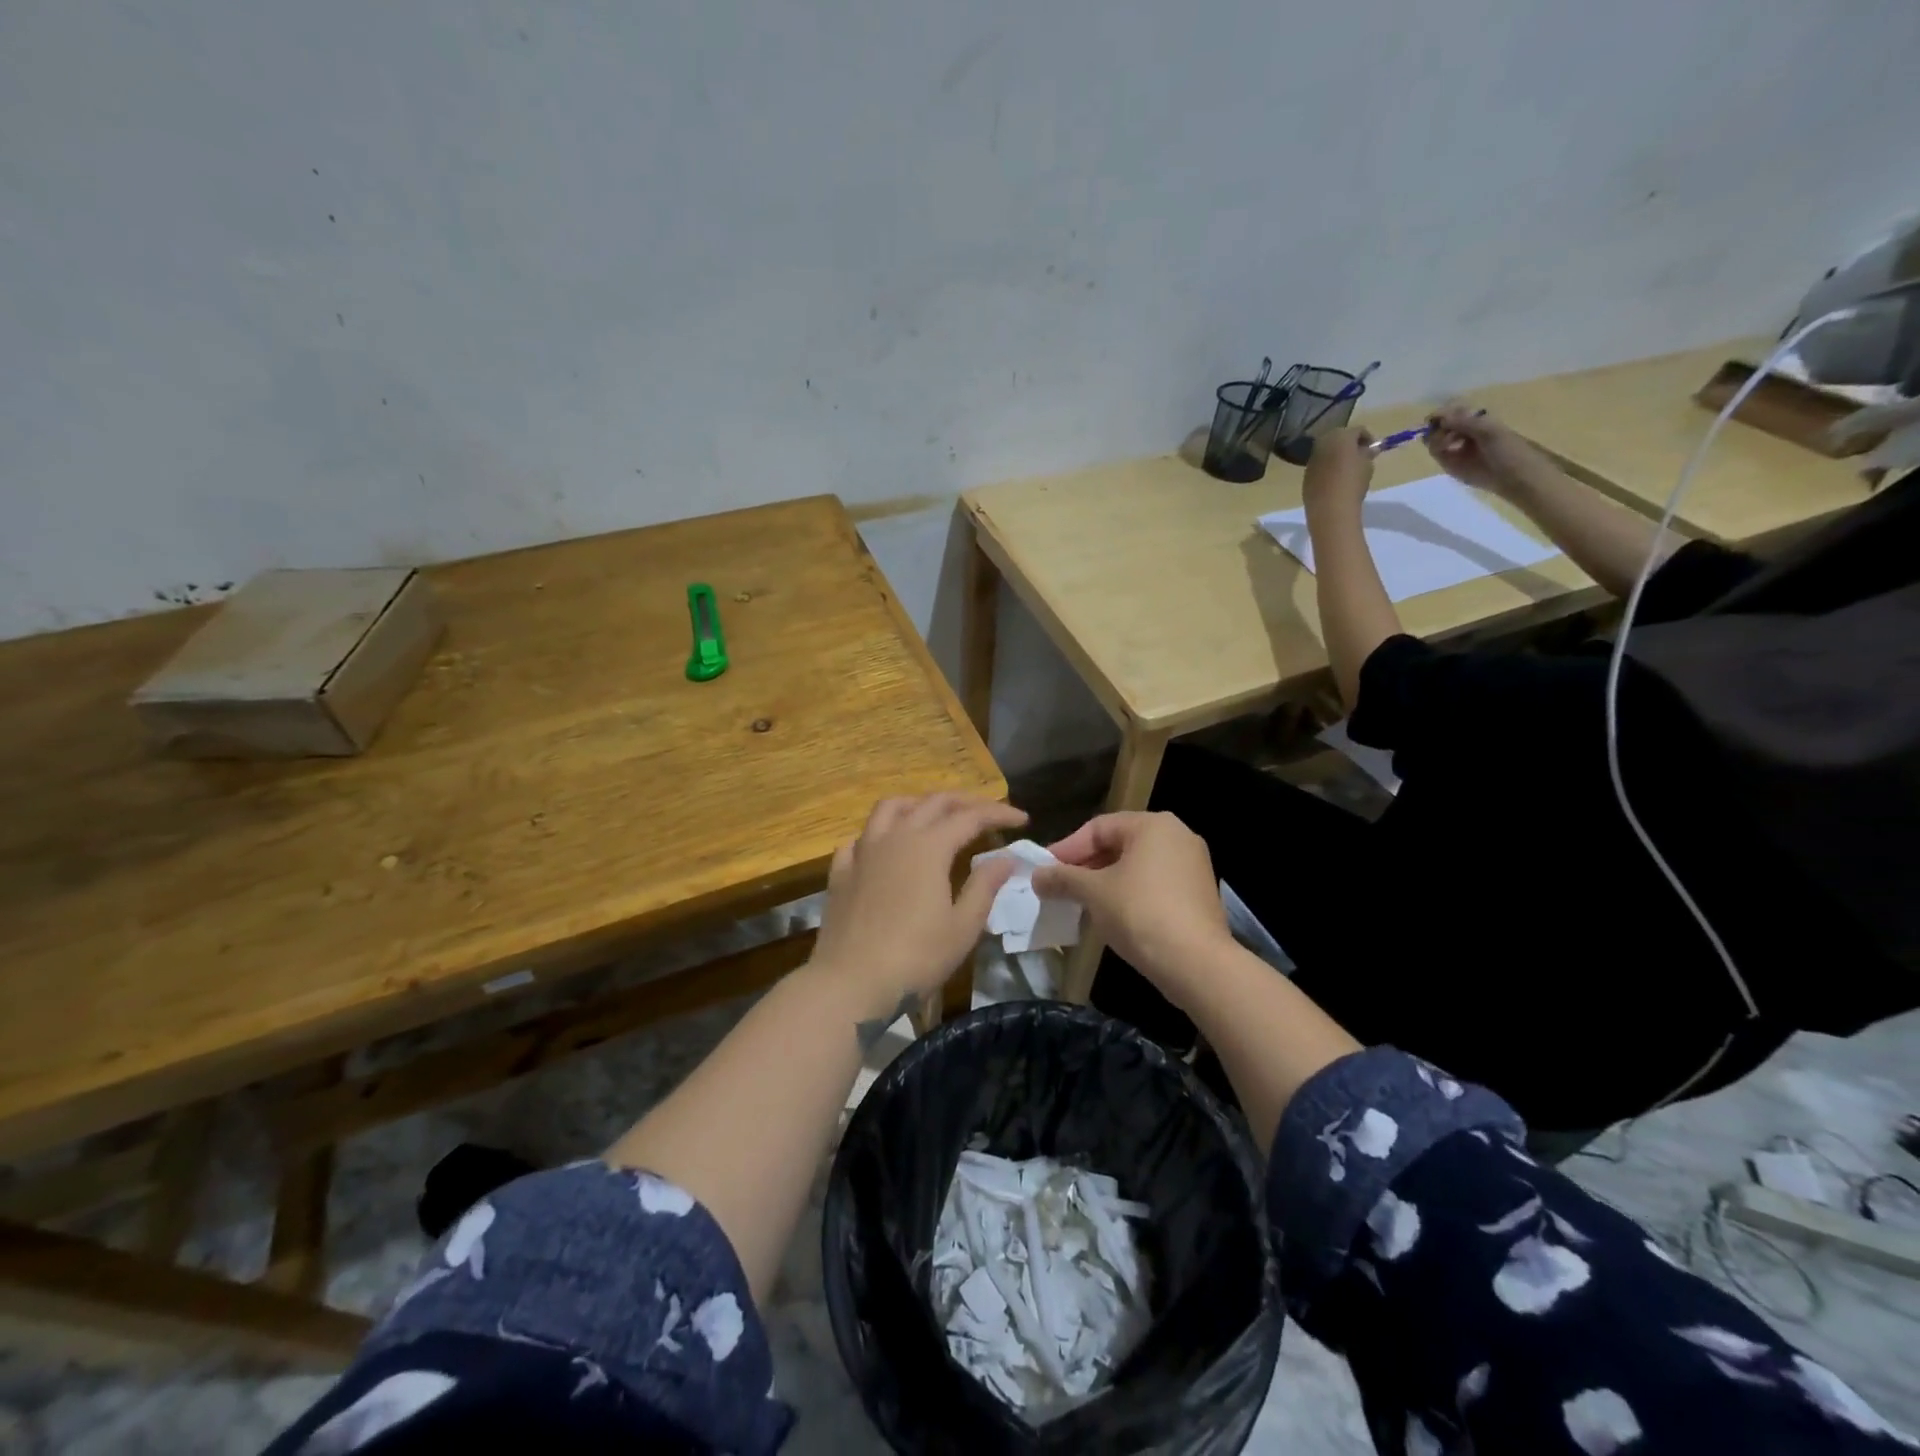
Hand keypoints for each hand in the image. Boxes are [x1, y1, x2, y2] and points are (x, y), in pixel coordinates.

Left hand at [808, 794, 1027, 1023]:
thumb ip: (984, 886)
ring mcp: (863, 852)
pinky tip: (885, 847)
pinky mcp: (841, 872)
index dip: (999, 813)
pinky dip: (878, 834)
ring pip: (890, 808)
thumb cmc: (916, 957)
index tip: (1022, 819)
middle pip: (932, 803)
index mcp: (928, 847)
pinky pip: (859, 838)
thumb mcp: (962, 926)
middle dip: (964, 802)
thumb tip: (1005, 857)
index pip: (970, 816)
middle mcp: (895, 837)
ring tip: (934, 816)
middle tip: (987, 813)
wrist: (850, 983)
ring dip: (918, 804)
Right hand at [1032, 812, 1231, 1006]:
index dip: (1067, 848)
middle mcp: (1178, 836)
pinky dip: (1130, 894)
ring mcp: (1193, 865)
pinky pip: (1154, 884)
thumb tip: (1037, 876)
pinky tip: (1111, 916)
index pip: (1098, 827)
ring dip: (1105, 882)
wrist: (1196, 964)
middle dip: (1086, 866)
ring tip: (1081, 902)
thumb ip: (1062, 879)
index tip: (1045, 871)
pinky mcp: (1198, 894)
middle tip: (1060, 887)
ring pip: (1136, 866)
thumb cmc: (1141, 913)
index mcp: (1153, 825)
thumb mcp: (1093, 893)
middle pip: (1119, 844)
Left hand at [1300, 426, 1375, 519]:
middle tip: (1359, 455)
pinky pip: (1319, 465)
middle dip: (1349, 443)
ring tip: (1347, 467)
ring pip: (1326, 451)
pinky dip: (1326, 467)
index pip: (1357, 430)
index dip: (1367, 437)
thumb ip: (1367, 454)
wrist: (1330, 508)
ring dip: (1336, 455)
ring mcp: (1311, 460)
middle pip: (1338, 437)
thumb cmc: (1353, 482)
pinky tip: (1334, 478)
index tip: (1373, 448)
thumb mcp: (1368, 465)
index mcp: (1340, 436)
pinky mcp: (1305, 475)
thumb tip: (1369, 450)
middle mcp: (1322, 444)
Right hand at [1425, 404, 1543, 496]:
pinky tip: (1444, 450)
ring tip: (1447, 443)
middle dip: (1438, 426)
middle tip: (1443, 431)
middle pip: (1440, 424)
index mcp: (1476, 419)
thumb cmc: (1507, 449)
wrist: (1512, 476)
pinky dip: (1436, 449)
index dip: (1442, 413)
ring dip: (1436, 438)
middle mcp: (1463, 431)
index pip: (1452, 411)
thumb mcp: (1488, 430)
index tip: (1434, 419)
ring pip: (1434, 438)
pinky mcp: (1449, 463)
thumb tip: (1439, 417)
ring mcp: (1455, 447)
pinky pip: (1435, 452)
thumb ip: (1464, 422)